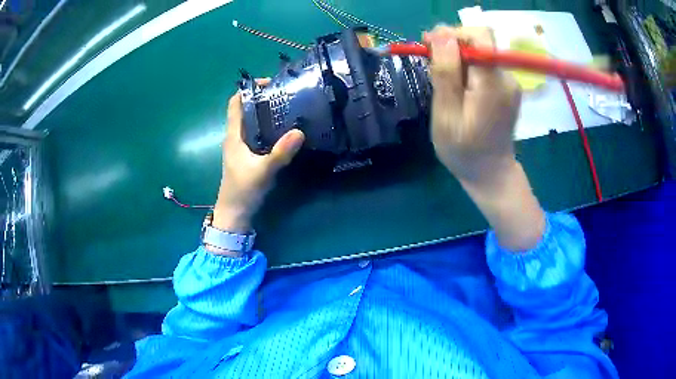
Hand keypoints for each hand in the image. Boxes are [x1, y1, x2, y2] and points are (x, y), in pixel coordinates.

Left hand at [212, 81, 304, 235]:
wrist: (234, 214)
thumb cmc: (243, 191)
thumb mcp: (263, 171)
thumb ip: (280, 153)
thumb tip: (300, 131)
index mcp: (233, 135)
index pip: (235, 103)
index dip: (248, 90)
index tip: (269, 84)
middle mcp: (236, 137)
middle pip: (246, 109)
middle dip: (262, 99)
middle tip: (285, 95)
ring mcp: (241, 146)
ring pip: (252, 122)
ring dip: (266, 113)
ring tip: (288, 107)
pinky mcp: (248, 155)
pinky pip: (258, 134)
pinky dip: (268, 127)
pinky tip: (284, 130)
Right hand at [425, 25, 544, 251]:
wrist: (491, 173)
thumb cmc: (464, 151)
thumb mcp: (446, 115)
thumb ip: (446, 73)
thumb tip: (441, 34)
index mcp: (493, 84)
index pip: (480, 36)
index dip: (454, 34)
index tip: (431, 47)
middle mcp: (506, 77)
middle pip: (478, 41)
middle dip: (452, 47)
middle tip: (432, 67)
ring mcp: (508, 82)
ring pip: (478, 52)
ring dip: (456, 60)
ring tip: (444, 85)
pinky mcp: (505, 86)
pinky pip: (483, 64)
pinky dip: (466, 69)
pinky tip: (457, 89)